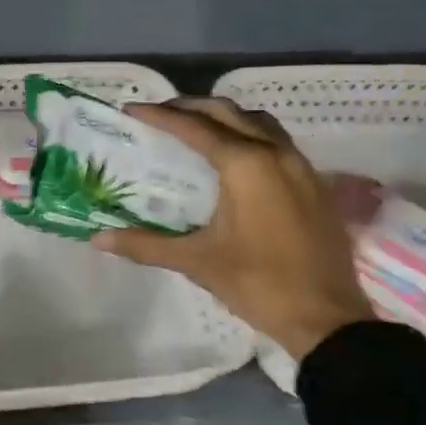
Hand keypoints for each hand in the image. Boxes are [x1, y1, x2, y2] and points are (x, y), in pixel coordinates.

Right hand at [93, 99, 374, 361]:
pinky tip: (233, 159)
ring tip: (195, 129)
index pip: (195, 128)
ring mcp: (301, 166)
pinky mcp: (314, 184)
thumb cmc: (258, 283)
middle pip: (228, 112)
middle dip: (191, 107)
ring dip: (224, 117)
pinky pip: (276, 141)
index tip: (132, 109)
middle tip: (159, 115)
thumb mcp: (197, 261)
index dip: (160, 116)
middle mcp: (276, 153)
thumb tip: (99, 239)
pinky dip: (248, 135)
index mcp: (246, 165)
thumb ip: (145, 245)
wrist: (326, 317)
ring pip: (258, 122)